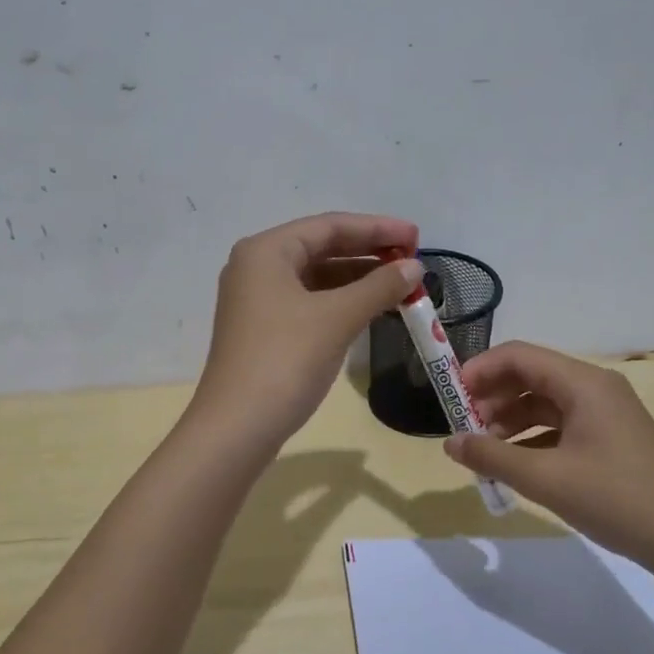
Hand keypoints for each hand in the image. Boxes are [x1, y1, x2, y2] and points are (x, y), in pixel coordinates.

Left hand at [190, 212, 422, 449]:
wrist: (237, 427)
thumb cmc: (285, 360)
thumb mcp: (337, 318)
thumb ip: (379, 286)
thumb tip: (414, 267)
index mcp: (266, 251)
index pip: (328, 225)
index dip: (376, 228)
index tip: (416, 235)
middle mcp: (256, 267)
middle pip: (321, 247)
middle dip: (368, 252)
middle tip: (412, 259)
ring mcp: (257, 300)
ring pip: (316, 277)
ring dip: (358, 279)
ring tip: (400, 284)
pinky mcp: (264, 329)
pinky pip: (309, 302)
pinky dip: (341, 302)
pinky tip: (371, 309)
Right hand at [442, 341, 653, 572]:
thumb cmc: (617, 499)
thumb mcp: (546, 479)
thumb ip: (492, 457)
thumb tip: (450, 443)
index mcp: (583, 383)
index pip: (519, 355)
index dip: (479, 370)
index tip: (450, 397)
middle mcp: (594, 387)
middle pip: (530, 375)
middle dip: (492, 397)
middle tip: (464, 427)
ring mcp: (606, 412)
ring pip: (544, 401)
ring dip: (510, 419)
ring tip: (485, 449)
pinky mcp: (611, 436)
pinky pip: (561, 423)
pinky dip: (533, 436)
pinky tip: (516, 463)